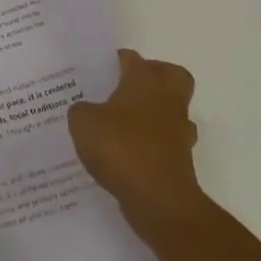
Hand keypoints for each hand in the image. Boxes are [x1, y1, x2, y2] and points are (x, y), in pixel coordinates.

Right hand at [68, 49, 208, 245]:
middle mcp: (167, 101)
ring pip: (171, 110)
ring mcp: (178, 132)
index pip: (132, 58)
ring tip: (121, 123)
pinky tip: (125, 154)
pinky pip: (165, 142)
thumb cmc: (122, 149)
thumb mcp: (83, 123)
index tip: (97, 70)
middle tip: (124, 87)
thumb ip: (80, 110)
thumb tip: (86, 110)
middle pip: (171, 75)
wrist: (160, 202)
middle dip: (153, 76)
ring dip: (153, 113)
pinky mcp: (180, 161)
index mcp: (145, 82)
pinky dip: (150, 145)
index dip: (115, 61)